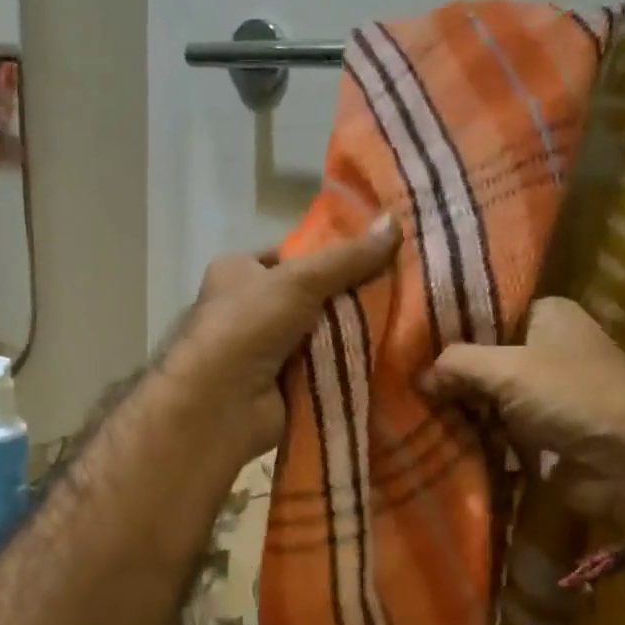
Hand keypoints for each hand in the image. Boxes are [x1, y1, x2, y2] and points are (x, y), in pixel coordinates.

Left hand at [170, 214, 401, 461]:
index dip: (328, 256)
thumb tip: (394, 222)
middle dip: (348, 299)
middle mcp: (248, 310)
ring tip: (403, 323)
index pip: (289, 257)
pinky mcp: (282, 386)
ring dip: (352, 335)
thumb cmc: (248, 324)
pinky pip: (323, 370)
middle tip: (398, 291)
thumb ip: (348, 258)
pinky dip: (347, 367)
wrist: (221, 403)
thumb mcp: (300, 280)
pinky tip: (386, 359)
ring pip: (321, 336)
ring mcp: (265, 351)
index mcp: (238, 273)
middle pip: (310, 298)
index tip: (374, 256)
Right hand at [428, 297, 624, 527]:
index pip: (486, 310)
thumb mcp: (509, 369)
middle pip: (484, 354)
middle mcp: (547, 347)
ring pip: (487, 393)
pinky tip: (434, 433)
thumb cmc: (577, 396)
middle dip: (448, 370)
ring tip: (407, 406)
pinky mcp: (543, 431)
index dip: (449, 325)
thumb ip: (457, 363)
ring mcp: (545, 392)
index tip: (406, 338)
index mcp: (548, 313)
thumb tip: (416, 376)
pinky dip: (474, 432)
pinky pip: (497, 427)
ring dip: (458, 405)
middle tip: (399, 377)